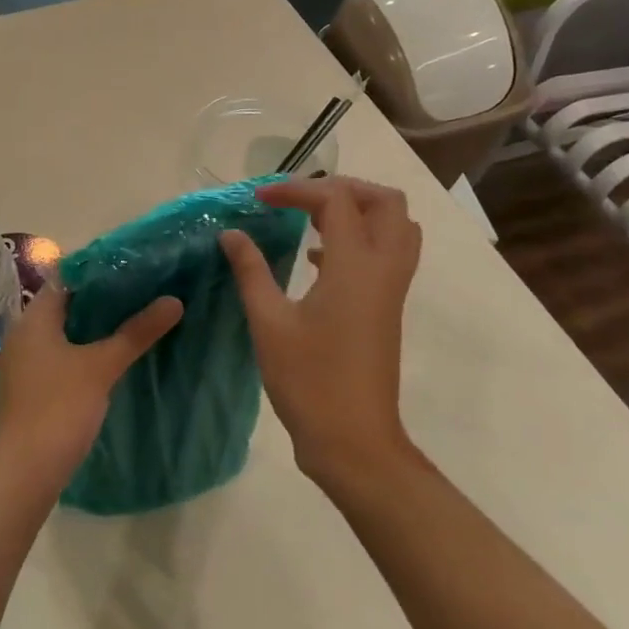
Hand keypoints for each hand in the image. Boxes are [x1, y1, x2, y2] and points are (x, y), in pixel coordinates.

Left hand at [0, 284, 182, 497]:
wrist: (24, 473)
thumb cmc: (59, 408)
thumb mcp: (101, 367)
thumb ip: (136, 332)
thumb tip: (174, 300)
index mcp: (34, 318)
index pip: (66, 277)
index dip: (99, 269)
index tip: (135, 265)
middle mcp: (25, 333)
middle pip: (67, 303)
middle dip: (104, 298)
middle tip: (145, 289)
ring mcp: (27, 361)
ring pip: (67, 331)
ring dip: (97, 325)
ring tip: (138, 316)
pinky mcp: (34, 386)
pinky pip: (63, 353)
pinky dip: (88, 348)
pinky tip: (116, 354)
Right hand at [220, 176, 423, 490]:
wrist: (354, 440)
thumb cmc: (309, 380)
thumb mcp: (269, 322)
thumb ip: (251, 271)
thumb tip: (231, 234)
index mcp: (355, 266)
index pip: (334, 201)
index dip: (295, 190)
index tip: (258, 199)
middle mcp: (383, 269)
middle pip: (385, 202)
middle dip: (343, 188)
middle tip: (300, 198)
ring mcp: (391, 290)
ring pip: (396, 227)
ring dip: (359, 212)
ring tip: (311, 219)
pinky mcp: (387, 309)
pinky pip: (387, 255)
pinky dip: (359, 240)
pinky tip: (316, 258)